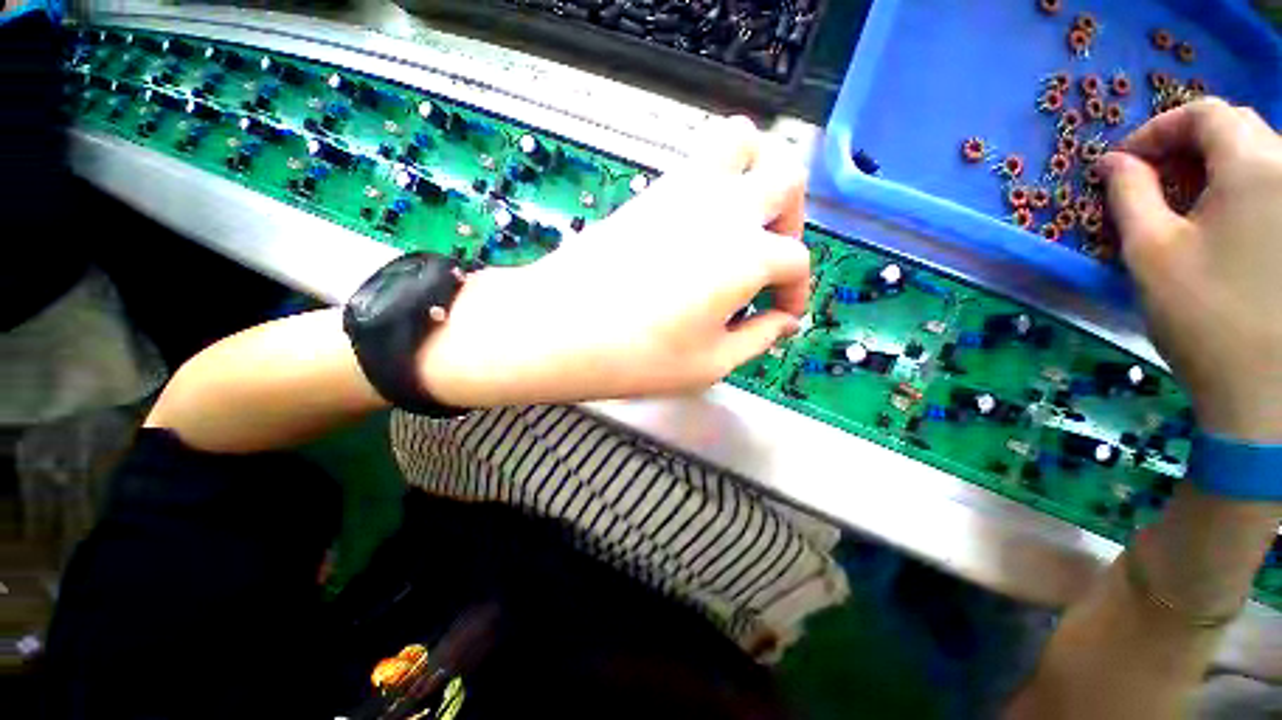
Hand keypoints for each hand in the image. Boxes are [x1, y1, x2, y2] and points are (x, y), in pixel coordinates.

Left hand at [419, 116, 810, 407]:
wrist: (560, 329)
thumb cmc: (638, 356)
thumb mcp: (711, 363)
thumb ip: (758, 338)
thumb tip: (783, 322)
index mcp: (747, 256)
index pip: (795, 262)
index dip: (796, 291)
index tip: (782, 314)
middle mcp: (723, 210)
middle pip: (787, 178)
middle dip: (792, 217)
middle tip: (772, 256)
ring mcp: (684, 191)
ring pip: (741, 141)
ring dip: (758, 174)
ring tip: (745, 220)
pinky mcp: (651, 191)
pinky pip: (697, 159)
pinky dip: (717, 177)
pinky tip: (702, 223)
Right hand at [1101, 98, 1281, 440]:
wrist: (1265, 390)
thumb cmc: (1204, 317)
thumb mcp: (1152, 252)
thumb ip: (1130, 195)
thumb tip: (1113, 162)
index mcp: (1255, 168)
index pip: (1204, 115)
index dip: (1159, 130)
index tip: (1124, 162)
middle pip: (1236, 130)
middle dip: (1188, 147)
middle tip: (1153, 182)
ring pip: (1259, 156)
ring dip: (1216, 169)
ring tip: (1186, 206)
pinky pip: (1275, 186)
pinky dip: (1242, 191)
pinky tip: (1223, 225)